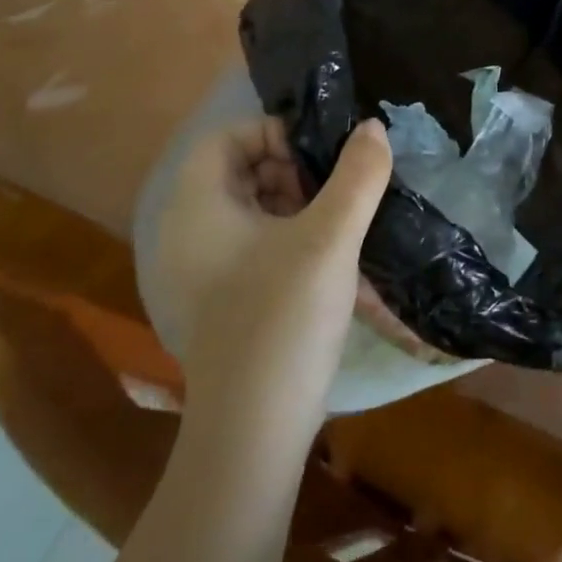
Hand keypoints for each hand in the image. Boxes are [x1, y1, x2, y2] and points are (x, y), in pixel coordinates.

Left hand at [145, 116, 393, 404]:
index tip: (322, 159)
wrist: (253, 434)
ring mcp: (202, 271)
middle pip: (242, 171)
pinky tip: (332, 262)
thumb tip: (373, 127)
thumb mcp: (330, 238)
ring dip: (301, 206)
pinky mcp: (222, 301)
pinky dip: (293, 240)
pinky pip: (256, 247)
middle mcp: (188, 233)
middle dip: (295, 171)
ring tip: (342, 225)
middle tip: (338, 192)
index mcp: (197, 207)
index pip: (228, 137)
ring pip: (254, 210)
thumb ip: (357, 176)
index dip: (277, 134)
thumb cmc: (283, 318)